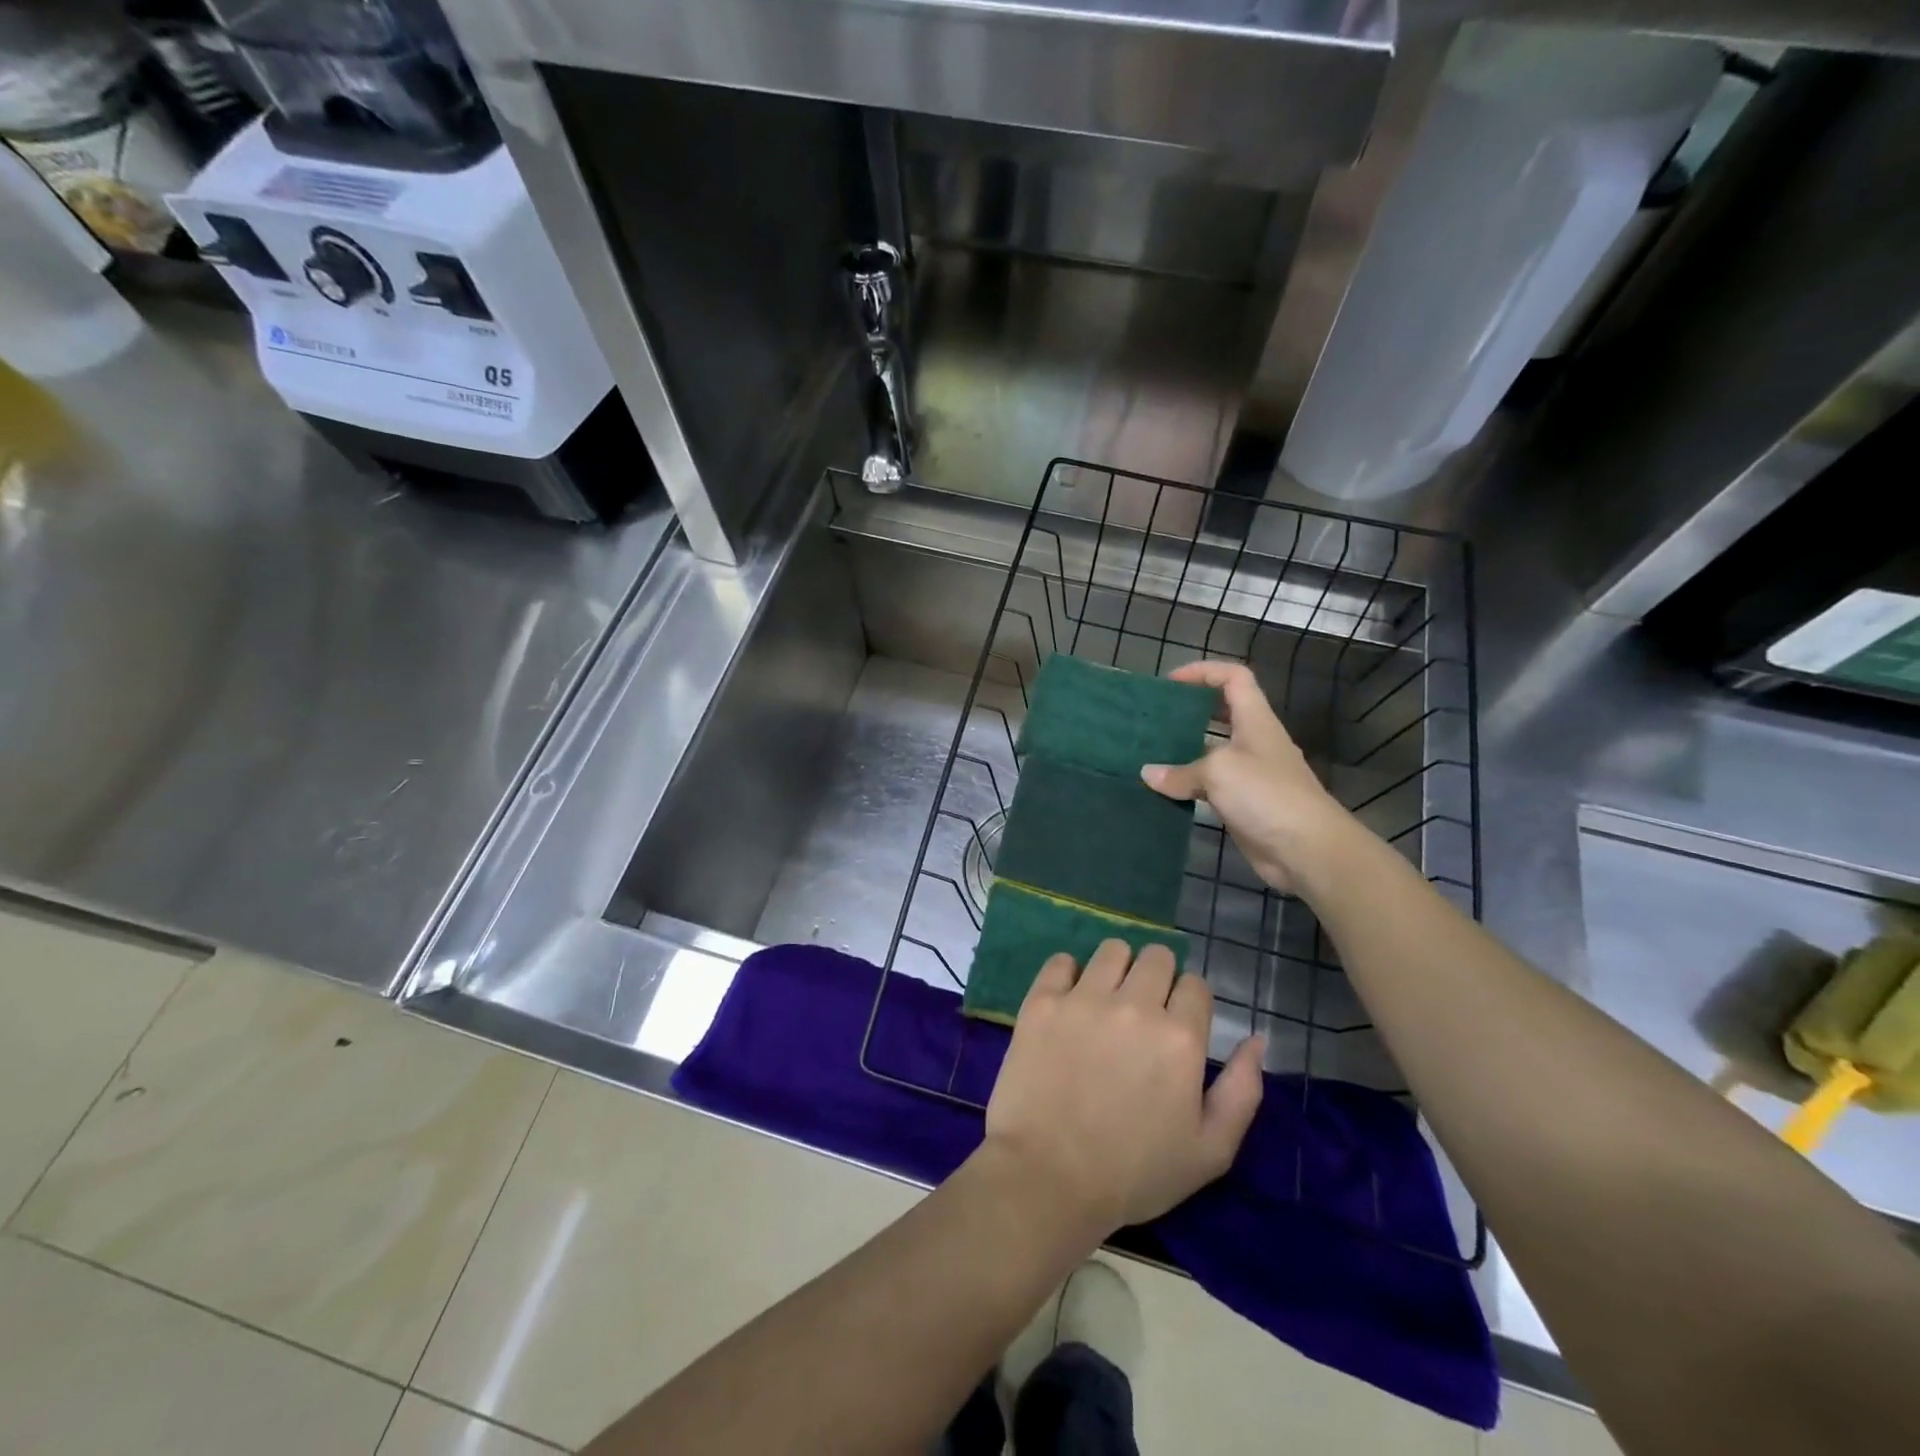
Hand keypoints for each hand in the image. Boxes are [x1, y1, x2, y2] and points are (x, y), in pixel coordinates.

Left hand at [982, 939, 1263, 1236]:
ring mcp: (1084, 999)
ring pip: (1112, 950)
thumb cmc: (1134, 1172)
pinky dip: (1068, 974)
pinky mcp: (1042, 1001)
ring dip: (1117, 969)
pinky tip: (1069, 1002)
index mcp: (1180, 1037)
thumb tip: (1255, 1039)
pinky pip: (1061, 961)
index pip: (1195, 985)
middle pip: (1157, 957)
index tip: (1176, 1025)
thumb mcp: (1210, 1150)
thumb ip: (1242, 1091)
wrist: (1048, 1177)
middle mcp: (1135, 1005)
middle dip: (1158, 978)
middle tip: (1143, 1012)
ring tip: (1107, 1002)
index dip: (1190, 1003)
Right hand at [1140, 661, 1350, 892]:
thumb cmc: (1266, 795)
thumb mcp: (1218, 772)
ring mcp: (1251, 775)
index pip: (1234, 678)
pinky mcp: (1244, 804)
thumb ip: (1180, 771)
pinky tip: (1164, 791)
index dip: (1204, 672)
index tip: (1171, 683)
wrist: (1307, 850)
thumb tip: (1148, 774)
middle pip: (1223, 713)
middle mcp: (1254, 742)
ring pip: (1213, 752)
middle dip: (1190, 711)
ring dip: (1184, 751)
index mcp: (1255, 721)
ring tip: (1150, 754)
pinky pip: (1210, 786)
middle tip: (1155, 718)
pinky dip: (1188, 785)